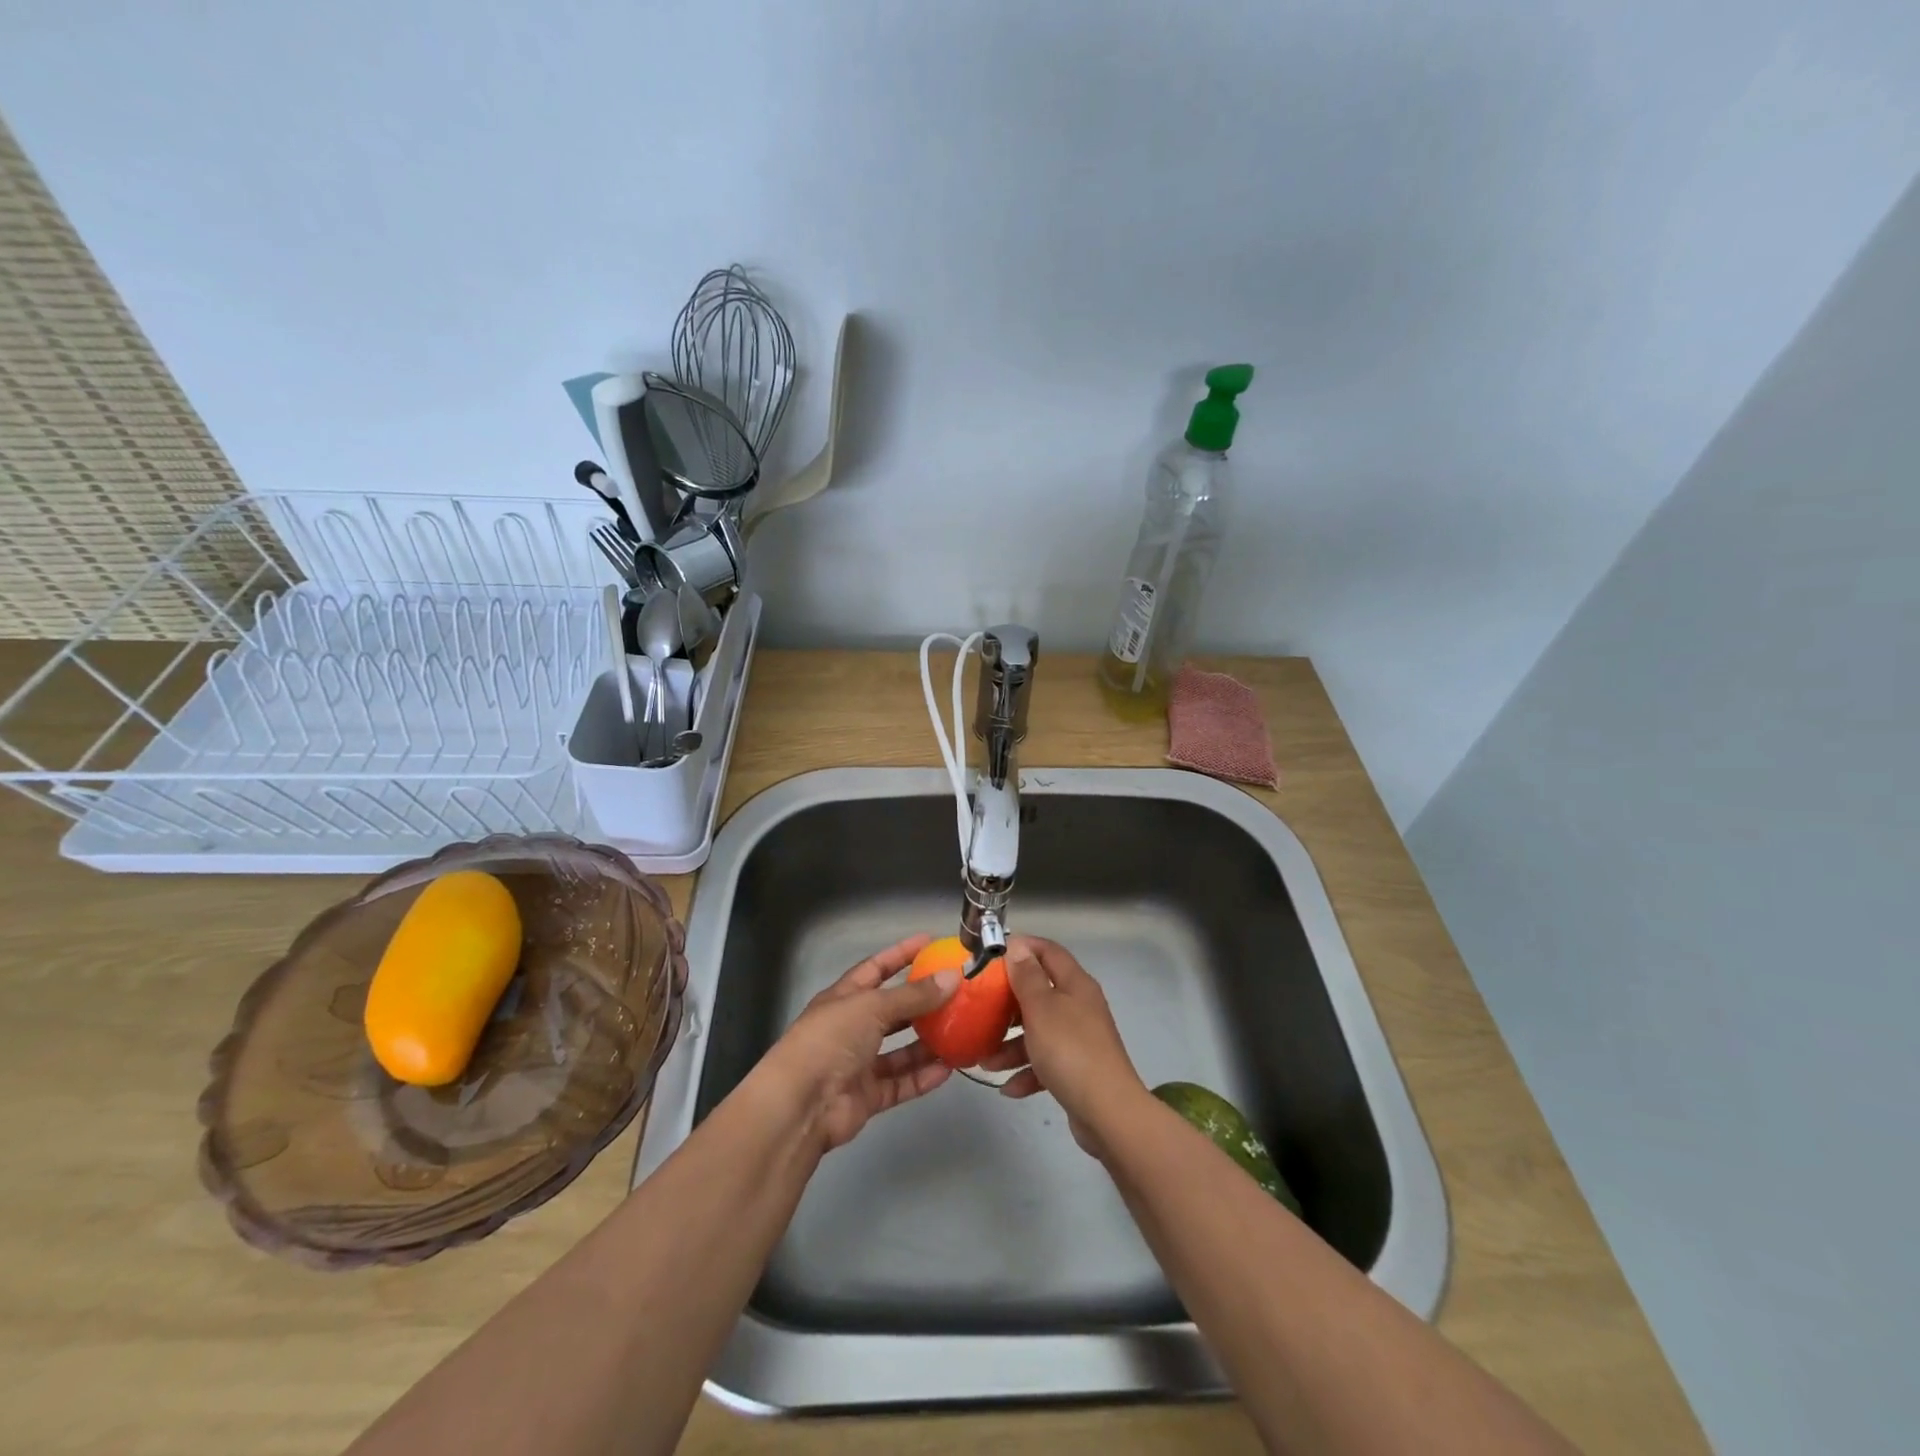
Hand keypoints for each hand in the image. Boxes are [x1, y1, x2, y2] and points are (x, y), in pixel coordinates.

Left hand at [755, 934, 960, 1153]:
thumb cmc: (831, 1040)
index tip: (930, 943)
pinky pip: (900, 1083)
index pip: (876, 968)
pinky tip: (949, 1069)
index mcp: (844, 998)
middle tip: (956, 992)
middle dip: (921, 1002)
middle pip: (891, 1010)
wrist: (801, 1104)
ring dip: (927, 1043)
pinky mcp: (867, 1096)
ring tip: (960, 1032)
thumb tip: (953, 976)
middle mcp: (851, 1027)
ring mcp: (858, 1063)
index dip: (901, 954)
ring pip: (899, 1050)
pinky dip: (922, 1077)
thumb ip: (913, 995)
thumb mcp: (872, 1007)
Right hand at [978, 936, 1147, 1157]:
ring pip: (1039, 1032)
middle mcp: (1079, 1007)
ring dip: (1012, 1045)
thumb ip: (1027, 977)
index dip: (1023, 947)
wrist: (1108, 1113)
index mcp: (1075, 985)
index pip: (1049, 951)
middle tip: (981, 1009)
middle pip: (1040, 993)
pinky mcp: (1077, 1070)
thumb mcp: (1042, 1008)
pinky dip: (1027, 1073)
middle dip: (1009, 1004)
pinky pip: (1046, 1064)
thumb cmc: (1070, 1050)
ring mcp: (1079, 1040)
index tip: (993, 955)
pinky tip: (1009, 1088)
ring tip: (986, 1062)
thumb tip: (1018, 946)